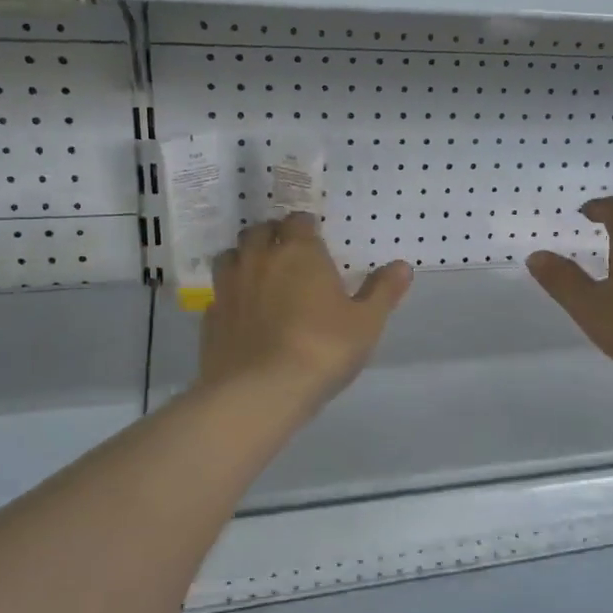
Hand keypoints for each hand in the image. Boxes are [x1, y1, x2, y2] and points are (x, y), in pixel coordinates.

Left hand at [200, 213, 412, 408]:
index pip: (299, 221)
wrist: (261, 391)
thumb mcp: (366, 323)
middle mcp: (259, 259)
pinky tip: (241, 313)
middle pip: (261, 231)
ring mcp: (229, 287)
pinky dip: (230, 296)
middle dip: (273, 236)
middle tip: (287, 253)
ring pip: (231, 256)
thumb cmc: (323, 349)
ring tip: (259, 275)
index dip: (306, 227)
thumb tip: (403, 265)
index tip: (315, 239)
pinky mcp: (210, 317)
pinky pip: (218, 294)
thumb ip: (383, 291)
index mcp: (299, 252)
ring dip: (245, 258)